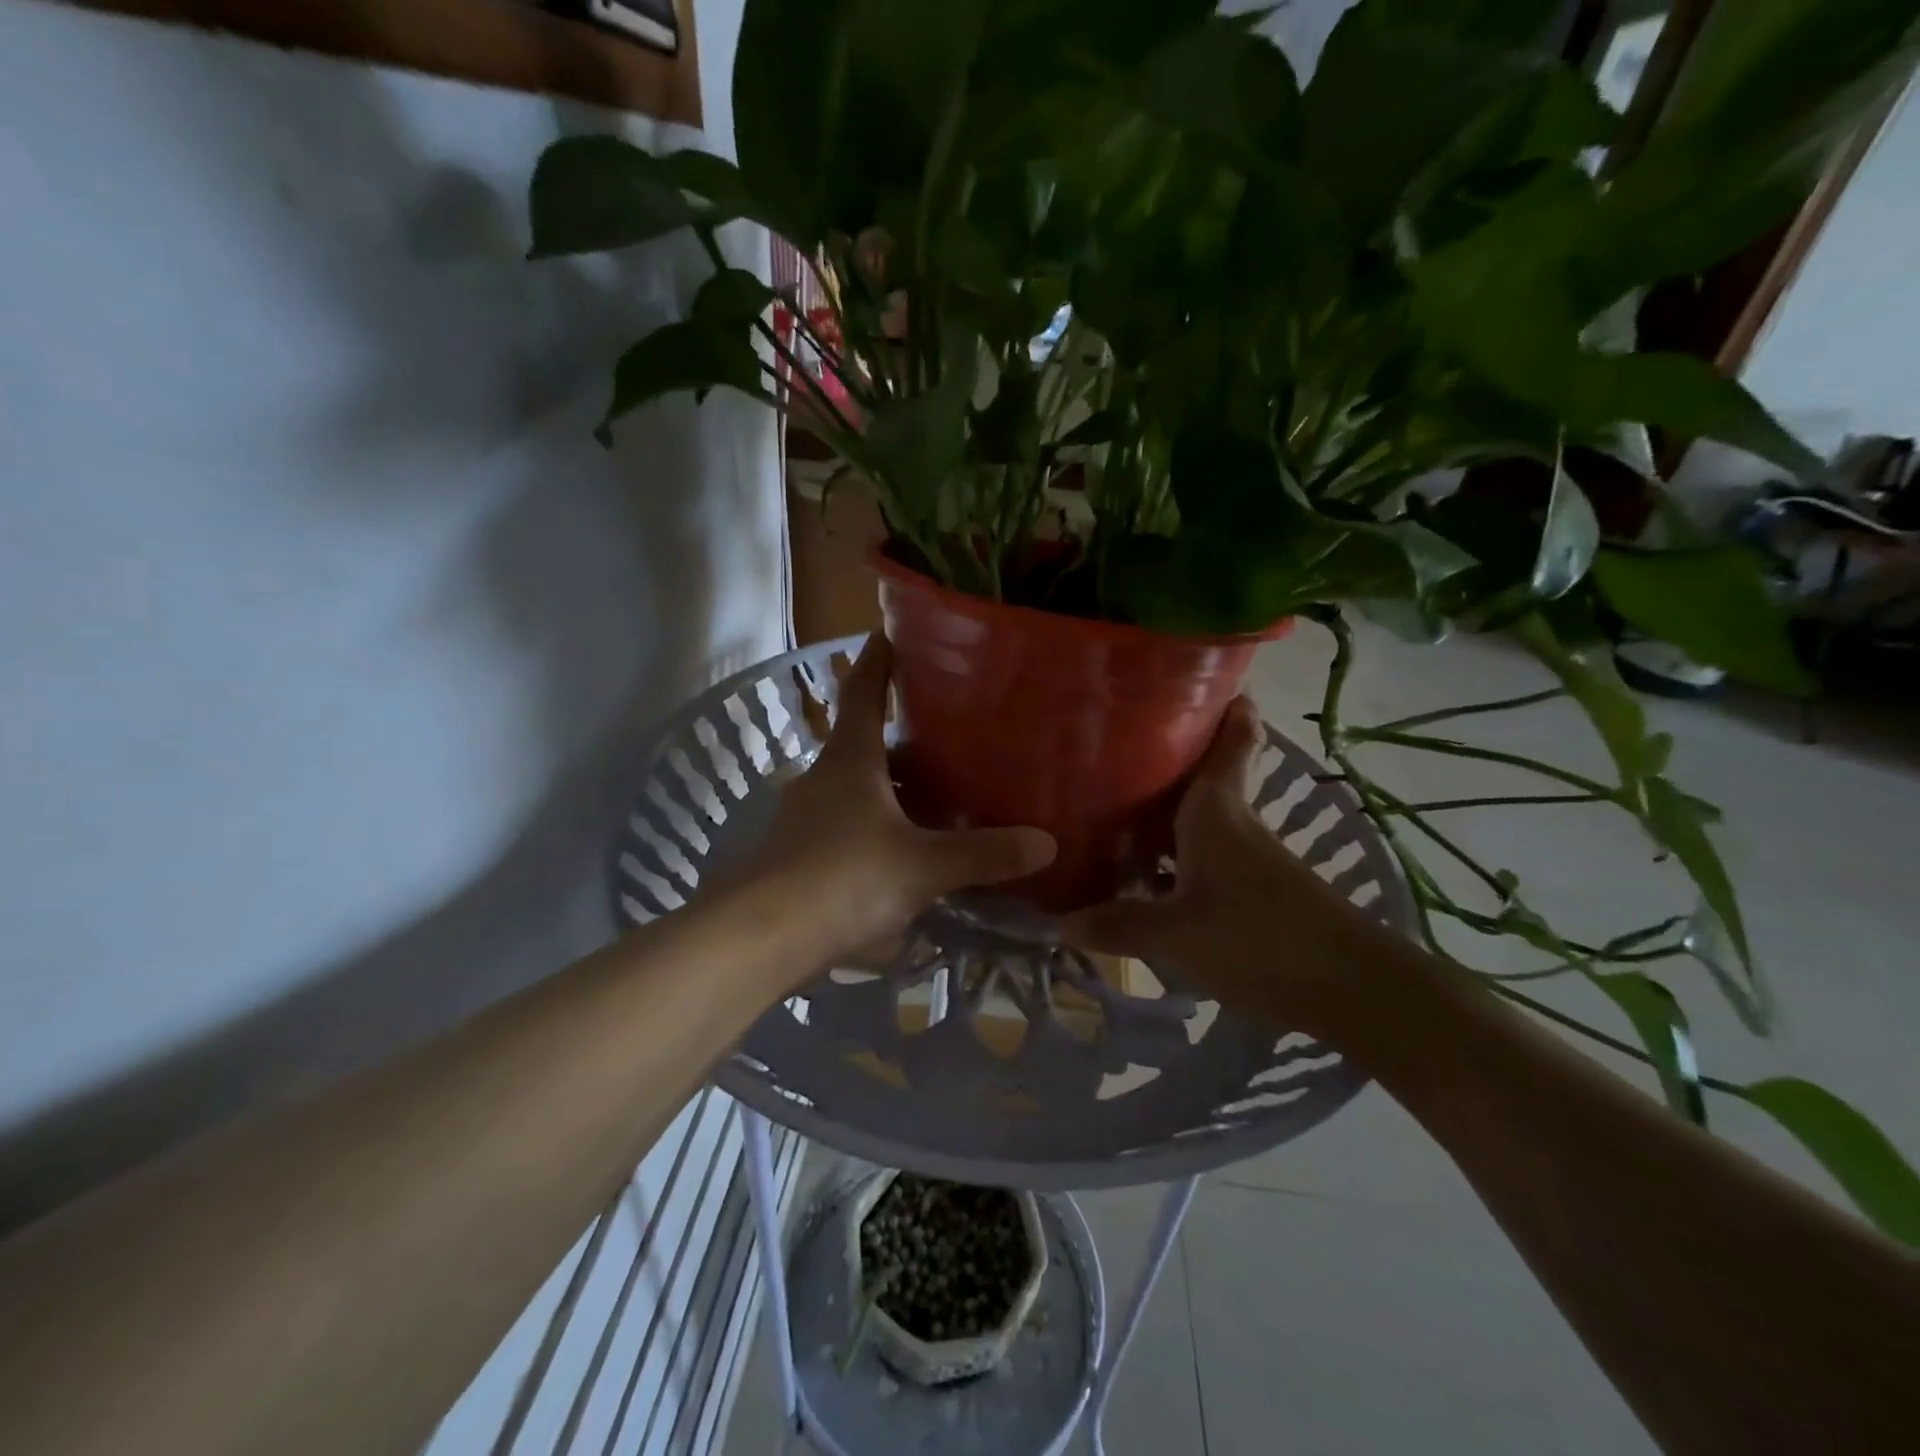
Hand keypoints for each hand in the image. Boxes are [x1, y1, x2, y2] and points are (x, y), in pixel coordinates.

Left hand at [743, 637, 1055, 971]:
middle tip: (942, 724)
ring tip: (930, 786)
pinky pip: (844, 822)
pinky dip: (873, 821)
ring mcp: (804, 816)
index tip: (888, 633)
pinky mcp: (798, 853)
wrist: (761, 939)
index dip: (876, 662)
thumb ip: (983, 854)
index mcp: (850, 760)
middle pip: (860, 739)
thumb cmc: (844, 879)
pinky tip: (899, 844)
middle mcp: (822, 777)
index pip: (862, 693)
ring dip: (886, 780)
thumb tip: (1047, 842)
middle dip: (895, 729)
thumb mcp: (922, 866)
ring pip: (853, 784)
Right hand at [1062, 696, 1390, 1038]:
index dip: (1224, 702)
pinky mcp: (1254, 889)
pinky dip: (1174, 852)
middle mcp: (1233, 821)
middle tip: (1113, 744)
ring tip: (1111, 803)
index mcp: (1217, 809)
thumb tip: (1061, 921)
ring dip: (1165, 808)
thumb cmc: (1257, 938)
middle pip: (1204, 773)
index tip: (1194, 676)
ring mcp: (1247, 856)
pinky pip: (1202, 854)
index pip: (1233, 736)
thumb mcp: (1175, 935)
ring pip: (1200, 816)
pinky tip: (1144, 872)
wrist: (1349, 989)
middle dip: (1167, 755)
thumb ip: (1118, 924)